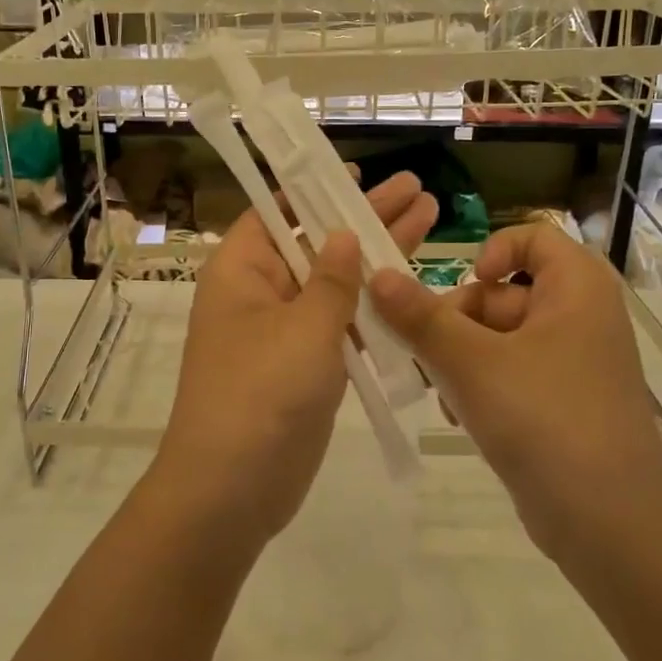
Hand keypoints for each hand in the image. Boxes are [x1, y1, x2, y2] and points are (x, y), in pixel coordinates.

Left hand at [152, 172, 438, 545]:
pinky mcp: (305, 367)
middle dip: (364, 218)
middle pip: (316, 243)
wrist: (233, 488)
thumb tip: (342, 235)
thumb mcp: (303, 327)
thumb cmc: (261, 393)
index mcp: (242, 270)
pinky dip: (372, 308)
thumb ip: (332, 280)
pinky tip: (412, 287)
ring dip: (376, 259)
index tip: (357, 173)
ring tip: (428, 220)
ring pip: (334, 285)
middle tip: (416, 189)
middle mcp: (260, 293)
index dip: (316, 190)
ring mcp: (284, 332)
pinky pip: (341, 326)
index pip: (278, 213)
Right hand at [369, 221, 661, 560]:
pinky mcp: (561, 403)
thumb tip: (377, 274)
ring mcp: (572, 363)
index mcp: (576, 288)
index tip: (460, 284)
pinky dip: (480, 387)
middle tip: (429, 356)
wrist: (610, 524)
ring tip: (444, 394)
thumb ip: (420, 316)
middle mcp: (579, 316)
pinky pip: (509, 374)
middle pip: (502, 292)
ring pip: (497, 338)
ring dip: (459, 359)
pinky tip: (460, 417)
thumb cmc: (545, 420)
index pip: (532, 236)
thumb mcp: (472, 362)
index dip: (491, 251)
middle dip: (457, 322)